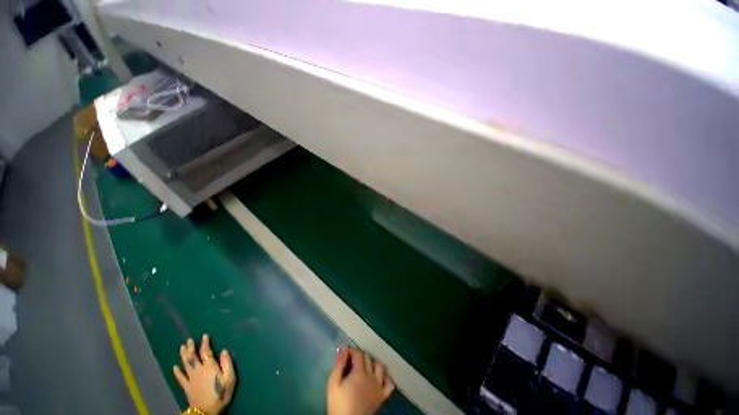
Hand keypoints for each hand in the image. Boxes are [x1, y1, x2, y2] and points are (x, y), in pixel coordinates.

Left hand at [173, 334, 235, 414]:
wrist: (206, 411)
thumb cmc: (221, 393)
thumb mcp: (229, 378)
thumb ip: (227, 363)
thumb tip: (224, 350)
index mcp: (209, 367)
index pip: (206, 352)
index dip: (205, 343)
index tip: (204, 336)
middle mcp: (198, 370)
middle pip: (193, 357)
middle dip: (191, 348)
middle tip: (189, 340)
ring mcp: (191, 379)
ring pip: (186, 364)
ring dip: (183, 355)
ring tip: (182, 347)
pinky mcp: (186, 387)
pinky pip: (180, 378)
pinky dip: (177, 372)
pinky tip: (174, 367)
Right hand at [327, 347, 394, 414]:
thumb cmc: (338, 405)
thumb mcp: (333, 384)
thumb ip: (339, 365)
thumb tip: (344, 348)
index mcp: (359, 372)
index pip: (358, 353)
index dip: (352, 350)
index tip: (345, 353)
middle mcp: (371, 376)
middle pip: (368, 358)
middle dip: (360, 355)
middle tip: (352, 361)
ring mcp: (379, 386)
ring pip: (380, 366)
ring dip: (373, 363)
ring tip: (365, 367)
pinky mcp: (383, 396)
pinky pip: (389, 383)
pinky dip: (385, 377)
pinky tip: (379, 378)